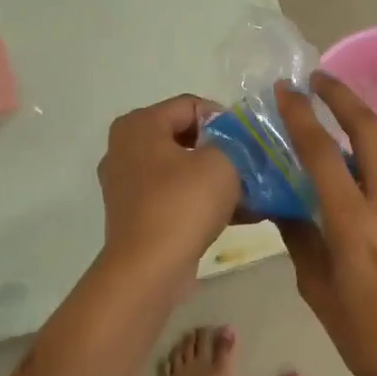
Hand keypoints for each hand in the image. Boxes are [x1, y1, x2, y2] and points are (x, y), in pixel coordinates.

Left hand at [97, 95, 240, 286]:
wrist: (149, 270)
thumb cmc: (183, 204)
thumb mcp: (223, 161)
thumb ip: (235, 141)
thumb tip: (238, 143)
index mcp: (139, 124)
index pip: (192, 105)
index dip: (226, 120)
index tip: (249, 143)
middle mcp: (125, 148)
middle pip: (186, 136)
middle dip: (223, 150)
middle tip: (251, 166)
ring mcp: (127, 184)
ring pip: (182, 169)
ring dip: (216, 178)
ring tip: (252, 193)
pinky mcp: (135, 214)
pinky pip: (175, 195)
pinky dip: (202, 200)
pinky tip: (238, 215)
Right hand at [274, 74, 376, 375]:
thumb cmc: (367, 336)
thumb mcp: (319, 291)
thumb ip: (301, 240)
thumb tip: (285, 208)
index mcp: (354, 221)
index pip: (322, 152)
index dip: (301, 115)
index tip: (286, 89)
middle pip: (368, 128)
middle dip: (341, 95)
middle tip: (319, 79)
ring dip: (358, 138)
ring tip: (332, 145)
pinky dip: (374, 175)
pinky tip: (362, 198)